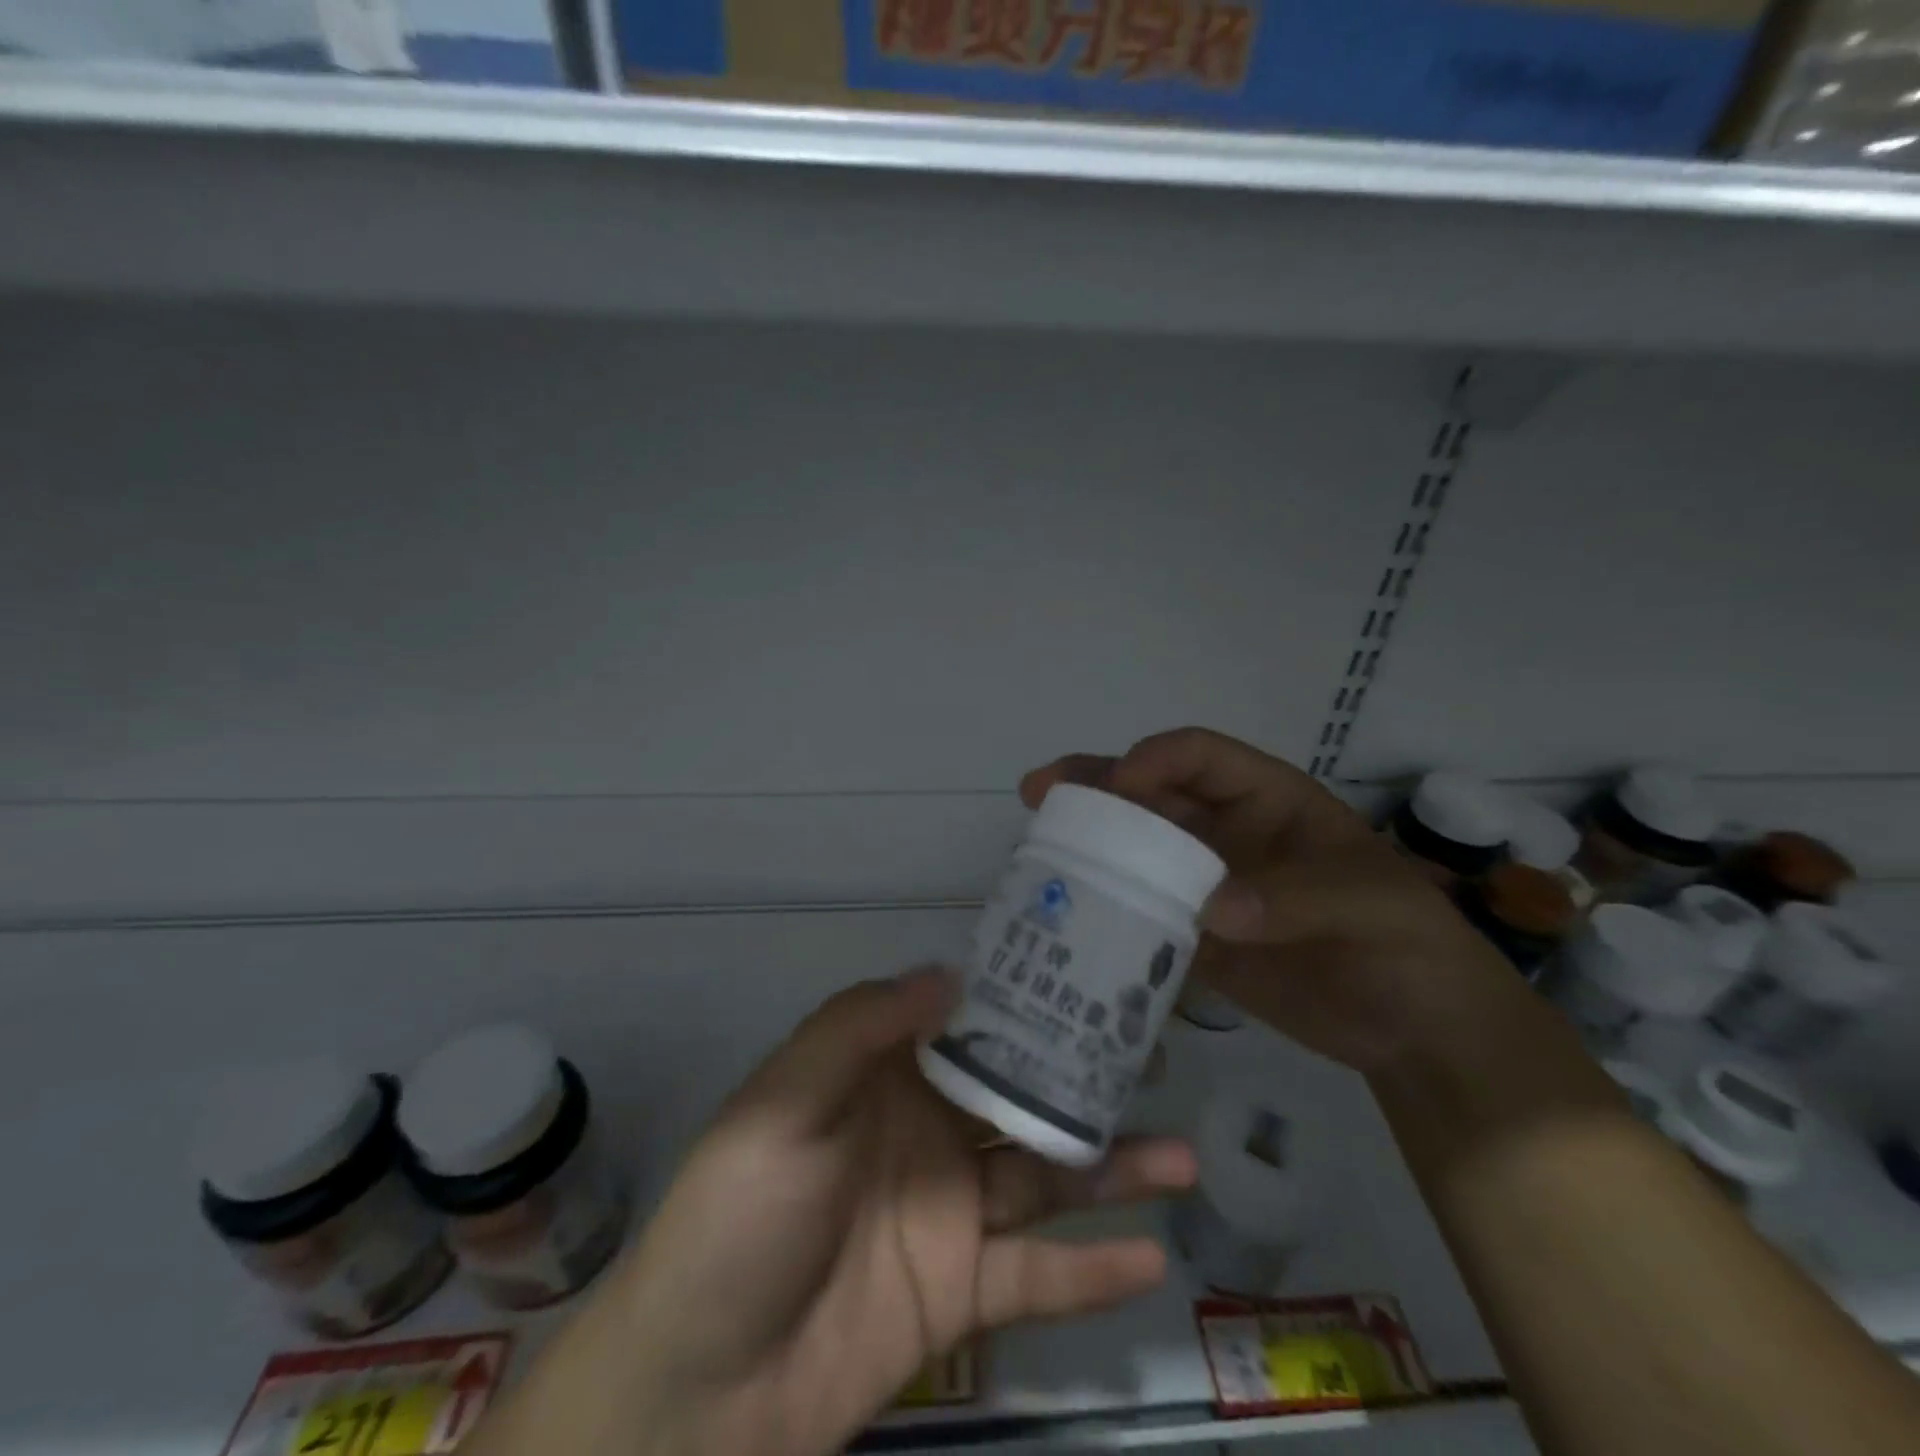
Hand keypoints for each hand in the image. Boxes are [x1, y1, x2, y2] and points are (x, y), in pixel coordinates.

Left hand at [497, 969, 1195, 1455]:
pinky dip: (1091, 1272)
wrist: (693, 1392)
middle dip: (1085, 1079)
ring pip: (1044, 1179)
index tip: (1090, 979)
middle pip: (1020, 1097)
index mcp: (886, 1077)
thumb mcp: (784, 1103)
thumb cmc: (736, 1217)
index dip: (1024, 1002)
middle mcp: (927, 1133)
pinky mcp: (960, 1297)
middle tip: (1157, 1061)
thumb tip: (951, 973)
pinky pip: (1037, 1279)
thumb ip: (861, 1028)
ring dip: (1112, 1170)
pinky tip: (1152, 1258)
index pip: (969, 1025)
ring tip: (1182, 1157)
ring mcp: (949, 1215)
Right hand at [1021, 727, 1513, 1072]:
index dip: (1157, 759)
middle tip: (1041, 792)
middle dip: (1096, 788)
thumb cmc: (1408, 944)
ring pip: (1136, 853)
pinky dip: (1108, 916)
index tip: (1122, 785)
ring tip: (1036, 848)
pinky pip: (1142, 916)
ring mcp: (1205, 887)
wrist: (1419, 1031)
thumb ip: (1294, 897)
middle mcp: (1225, 834)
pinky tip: (1068, 921)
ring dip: (1089, 847)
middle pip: (1150, 796)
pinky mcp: (1195, 939)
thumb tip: (1209, 911)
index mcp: (1266, 800)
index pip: (1201, 757)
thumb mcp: (1370, 904)